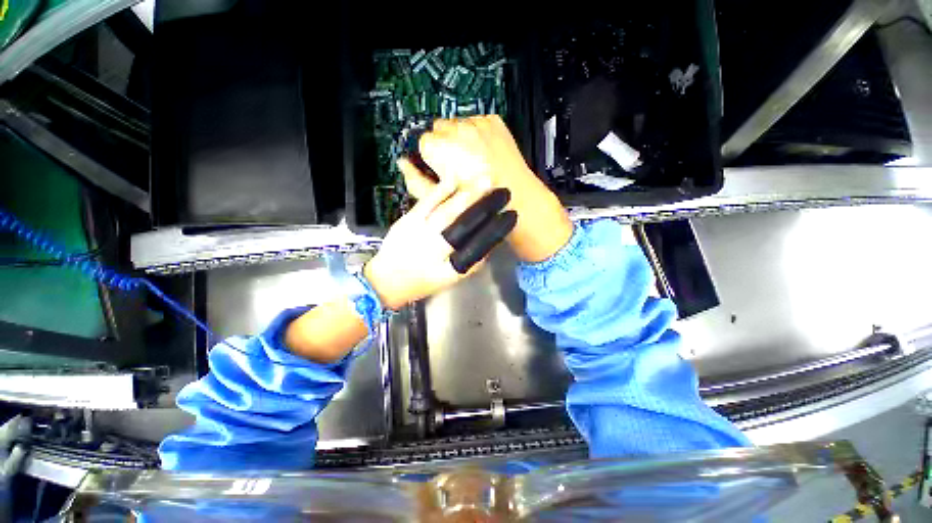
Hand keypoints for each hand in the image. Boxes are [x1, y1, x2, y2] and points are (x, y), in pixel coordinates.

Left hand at [364, 181, 515, 310]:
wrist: (385, 280)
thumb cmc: (421, 283)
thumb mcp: (449, 281)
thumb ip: (471, 264)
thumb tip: (490, 244)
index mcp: (449, 268)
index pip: (478, 246)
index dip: (496, 230)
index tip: (510, 216)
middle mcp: (436, 250)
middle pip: (464, 225)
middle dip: (484, 206)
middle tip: (502, 191)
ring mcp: (420, 233)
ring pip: (447, 211)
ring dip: (467, 195)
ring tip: (485, 181)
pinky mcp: (407, 221)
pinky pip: (426, 203)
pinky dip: (441, 190)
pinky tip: (454, 179)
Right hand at [399, 116, 572, 262]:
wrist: (517, 199)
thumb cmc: (480, 204)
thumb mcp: (442, 201)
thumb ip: (416, 182)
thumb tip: (403, 165)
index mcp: (443, 150)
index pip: (422, 142)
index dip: (430, 158)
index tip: (439, 168)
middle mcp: (460, 132)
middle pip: (438, 129)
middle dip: (443, 146)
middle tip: (456, 166)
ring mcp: (479, 125)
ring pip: (457, 124)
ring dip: (460, 139)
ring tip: (471, 161)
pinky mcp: (495, 123)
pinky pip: (476, 122)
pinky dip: (477, 134)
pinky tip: (483, 154)